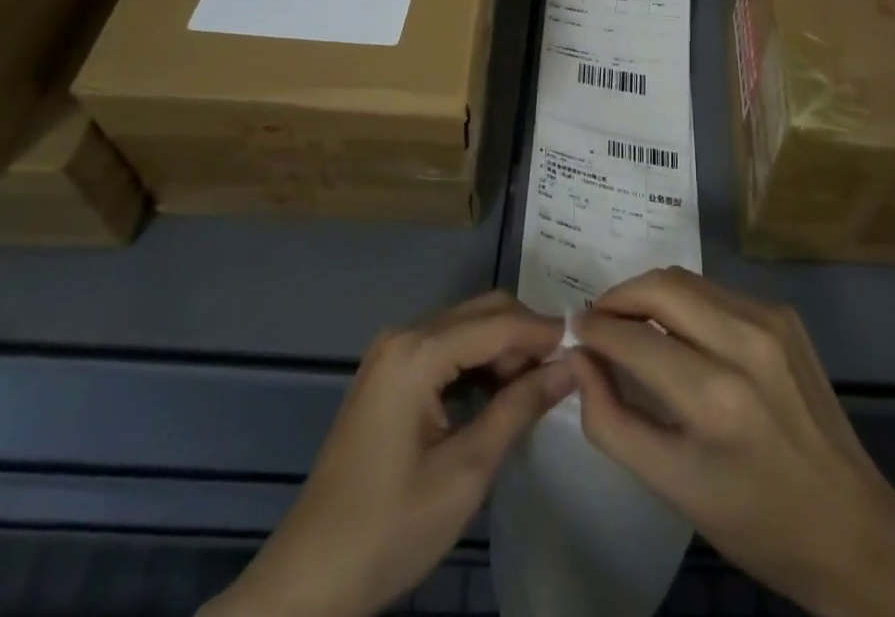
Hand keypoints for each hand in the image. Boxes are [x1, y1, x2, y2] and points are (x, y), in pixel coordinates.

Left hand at [204, 291, 570, 616]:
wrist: (309, 581)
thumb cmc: (390, 527)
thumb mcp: (466, 471)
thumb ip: (520, 407)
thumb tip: (569, 367)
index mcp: (418, 352)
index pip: (498, 323)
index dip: (544, 332)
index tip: (585, 345)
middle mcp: (404, 336)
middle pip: (481, 313)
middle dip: (525, 335)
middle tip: (562, 370)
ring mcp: (391, 353)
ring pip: (465, 327)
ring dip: (504, 348)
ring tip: (537, 386)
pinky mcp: (387, 374)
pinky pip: (445, 348)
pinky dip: (477, 362)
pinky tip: (499, 392)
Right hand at [573, 268, 894, 616]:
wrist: (850, 525)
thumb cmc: (754, 519)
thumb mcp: (672, 487)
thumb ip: (612, 420)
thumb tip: (579, 360)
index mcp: (715, 397)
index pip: (633, 338)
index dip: (594, 329)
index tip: (573, 331)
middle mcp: (744, 342)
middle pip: (661, 286)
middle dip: (618, 296)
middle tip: (597, 319)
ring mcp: (771, 321)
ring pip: (689, 281)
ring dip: (650, 293)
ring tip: (631, 320)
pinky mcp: (785, 314)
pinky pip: (718, 292)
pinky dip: (686, 302)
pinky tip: (679, 332)